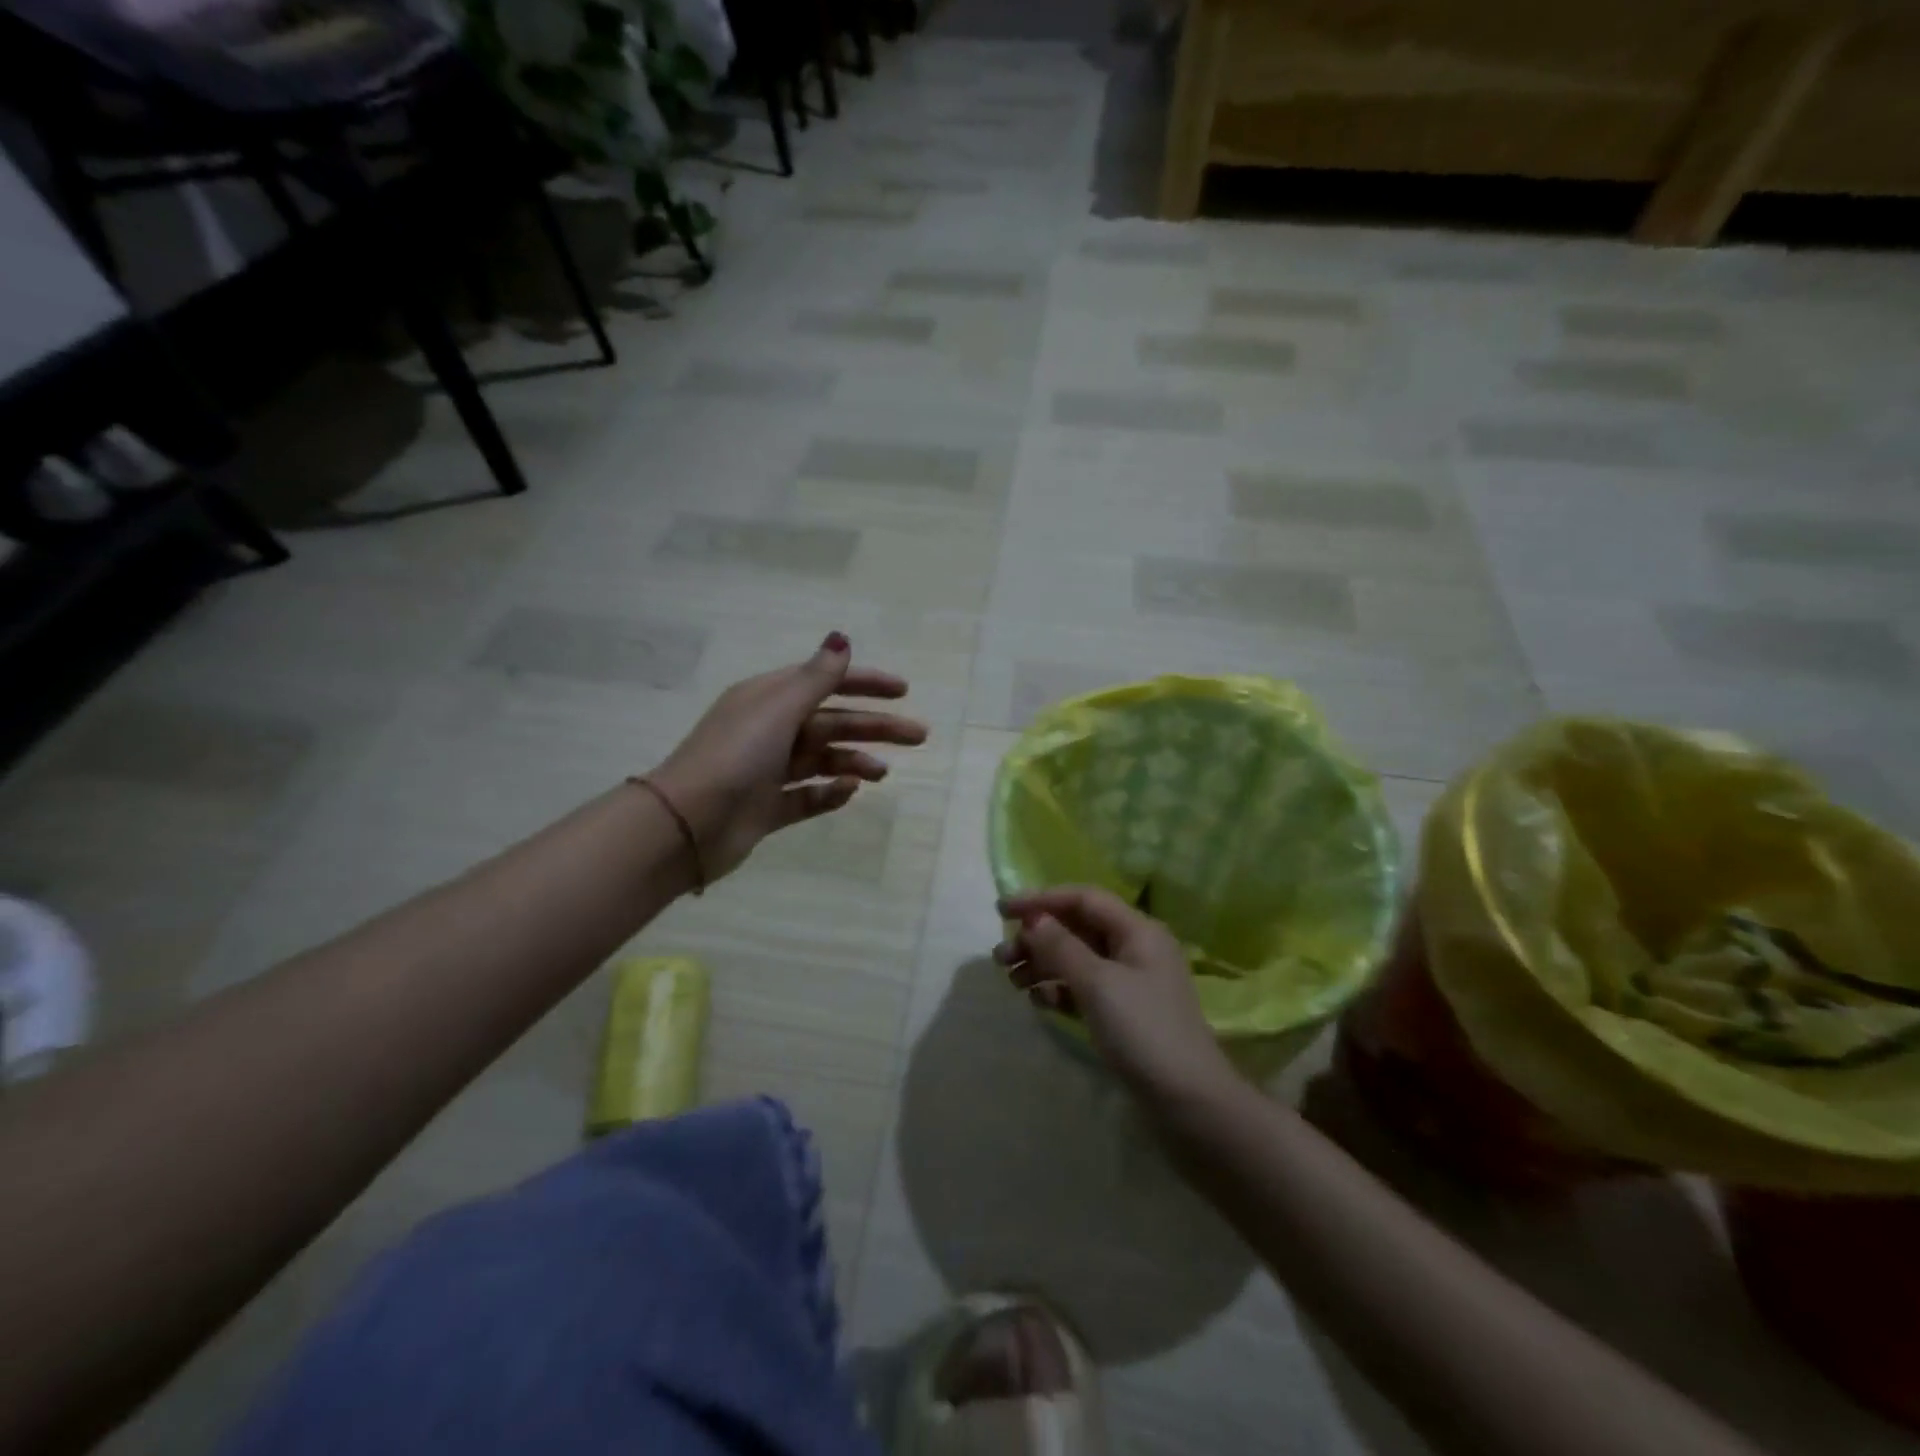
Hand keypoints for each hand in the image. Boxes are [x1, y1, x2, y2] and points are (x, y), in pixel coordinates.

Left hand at [649, 632, 926, 880]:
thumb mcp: (779, 709)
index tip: (903, 690)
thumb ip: (816, 678)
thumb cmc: (735, 756)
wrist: (687, 824)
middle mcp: (769, 731)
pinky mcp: (767, 808)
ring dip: (855, 761)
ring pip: (823, 760)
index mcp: (768, 699)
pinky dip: (829, 793)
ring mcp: (767, 771)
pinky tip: (849, 794)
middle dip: (874, 726)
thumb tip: (842, 638)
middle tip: (918, 735)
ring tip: (882, 773)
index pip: (825, 683)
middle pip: (832, 722)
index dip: (864, 683)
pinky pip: (807, 796)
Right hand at [996, 886, 1239, 1105]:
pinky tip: (1039, 1002)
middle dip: (1038, 938)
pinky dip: (1059, 990)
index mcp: (1138, 931)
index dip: (1042, 900)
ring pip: (1077, 960)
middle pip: (1077, 929)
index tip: (1002, 911)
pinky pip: (1083, 989)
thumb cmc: (1144, 1032)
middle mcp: (1135, 949)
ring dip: (1043, 964)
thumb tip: (1035, 919)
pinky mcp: (1123, 1014)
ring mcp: (1130, 983)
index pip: (1083, 899)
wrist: (1189, 1104)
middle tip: (1001, 957)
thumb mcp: (1098, 983)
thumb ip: (1061, 947)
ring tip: (1012, 982)